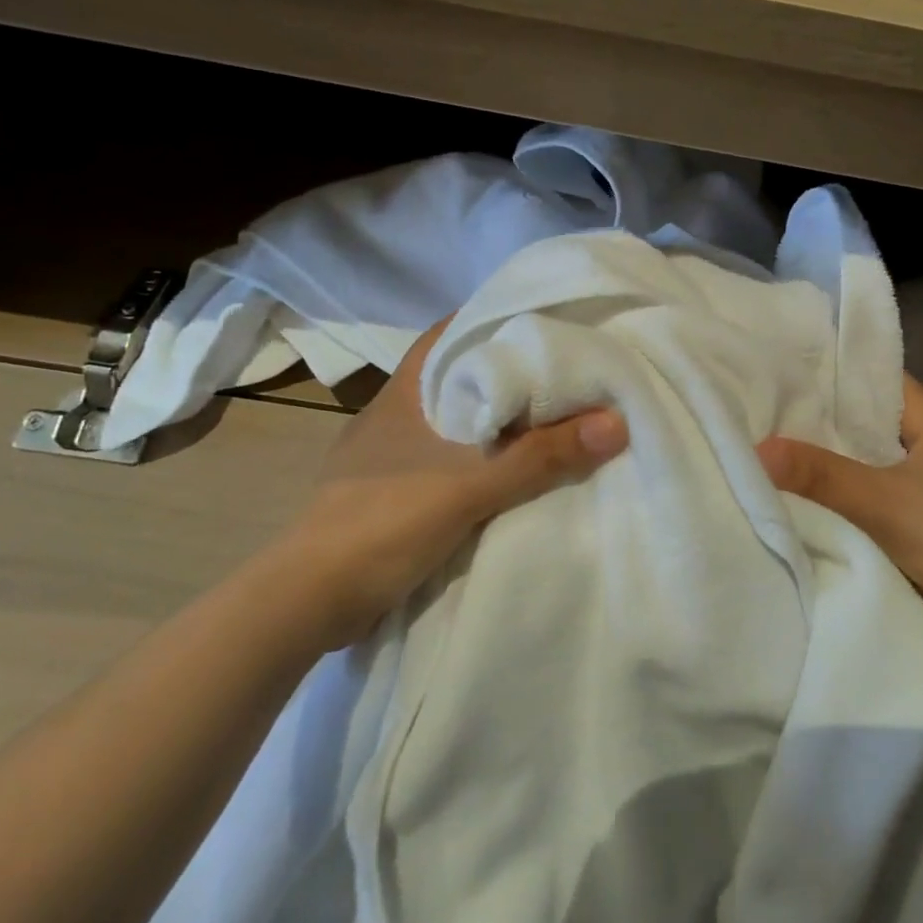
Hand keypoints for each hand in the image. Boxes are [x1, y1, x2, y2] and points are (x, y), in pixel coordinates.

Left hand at [257, 318, 626, 651]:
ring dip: (492, 422)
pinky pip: (445, 462)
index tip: (536, 320)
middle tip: (558, 369)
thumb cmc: (383, 521)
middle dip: (501, 373)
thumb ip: (540, 457)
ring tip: (546, 417)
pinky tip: (509, 473)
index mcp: (403, 396)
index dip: (487, 322)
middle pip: (454, 378)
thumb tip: (614, 423)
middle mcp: (393, 418)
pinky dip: (478, 461)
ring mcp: (386, 459)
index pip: (446, 336)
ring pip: (450, 423)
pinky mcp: (388, 496)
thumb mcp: (470, 487)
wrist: (308, 601)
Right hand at [757, 375, 922, 631]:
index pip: (873, 374)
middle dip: (824, 413)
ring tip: (781, 440)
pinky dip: (852, 477)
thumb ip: (819, 475)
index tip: (780, 371)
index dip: (829, 371)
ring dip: (837, 448)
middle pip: (869, 413)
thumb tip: (757, 449)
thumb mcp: (879, 503)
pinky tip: (818, 484)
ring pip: (873, 448)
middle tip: (768, 408)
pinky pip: (880, 477)